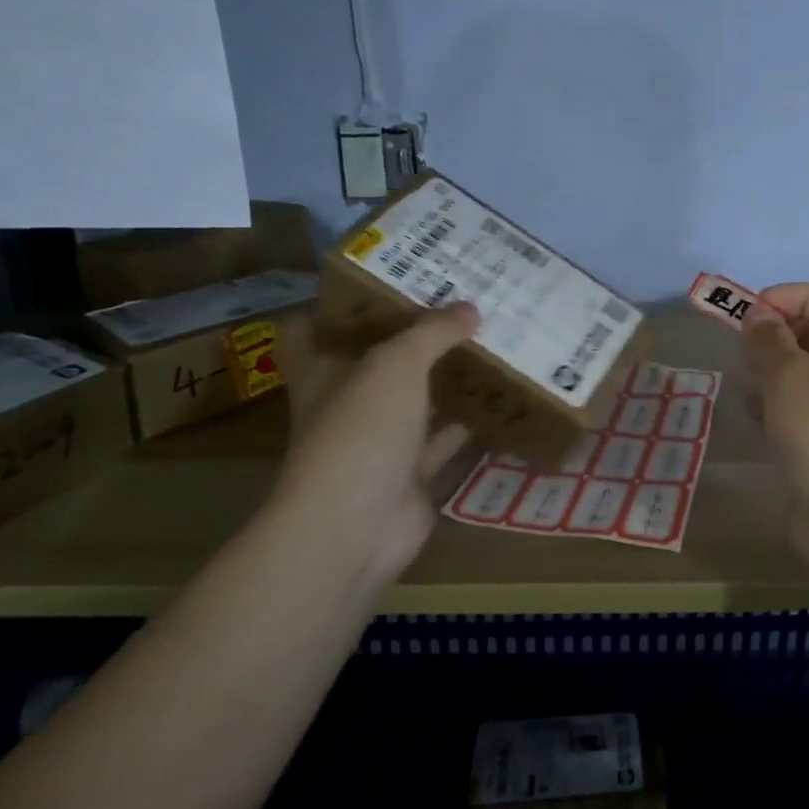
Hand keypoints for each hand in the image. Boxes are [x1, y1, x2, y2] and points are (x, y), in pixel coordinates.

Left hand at [261, 304, 480, 587]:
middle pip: (373, 363)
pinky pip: (442, 443)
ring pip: (412, 402)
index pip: (310, 329)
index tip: (379, 282)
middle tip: (453, 307)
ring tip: (485, 346)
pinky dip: (466, 427)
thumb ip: (432, 333)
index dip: (335, 305)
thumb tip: (470, 309)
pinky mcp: (408, 475)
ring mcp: (377, 443)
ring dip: (442, 381)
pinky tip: (498, 404)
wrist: (356, 526)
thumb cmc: (360, 430)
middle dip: (408, 339)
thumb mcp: (395, 364)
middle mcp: (345, 405)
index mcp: (322, 372)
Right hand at [741, 284, 808, 585]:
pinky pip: (795, 409)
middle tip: (742, 347)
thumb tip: (756, 317)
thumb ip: (768, 340)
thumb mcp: (791, 377)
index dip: (794, 296)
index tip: (753, 309)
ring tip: (747, 381)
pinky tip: (753, 415)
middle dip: (776, 335)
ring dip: (771, 372)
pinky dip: (773, 405)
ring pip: (801, 374)